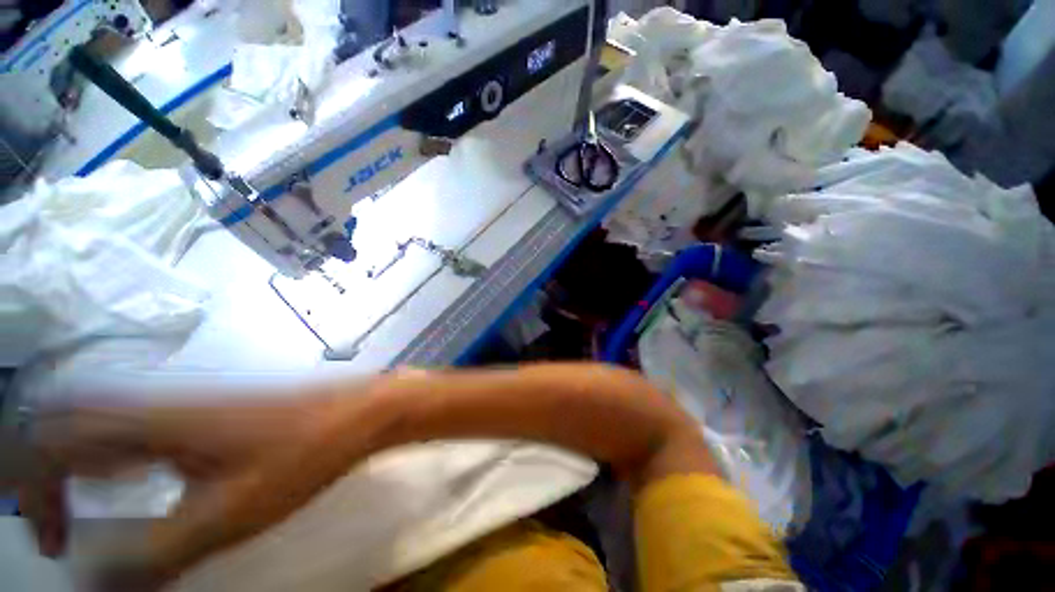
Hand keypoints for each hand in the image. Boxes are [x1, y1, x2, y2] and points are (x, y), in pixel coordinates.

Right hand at [15, 392, 349, 590]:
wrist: (361, 410)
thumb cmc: (303, 454)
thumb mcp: (227, 515)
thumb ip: (156, 554)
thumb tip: (95, 583)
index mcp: (153, 421)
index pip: (54, 438)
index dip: (35, 488)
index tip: (54, 544)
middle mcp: (162, 403)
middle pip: (71, 423)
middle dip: (48, 475)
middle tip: (59, 528)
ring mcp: (189, 402)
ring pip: (104, 423)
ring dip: (78, 466)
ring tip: (83, 512)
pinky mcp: (212, 411)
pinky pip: (140, 428)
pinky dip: (114, 457)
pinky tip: (134, 484)